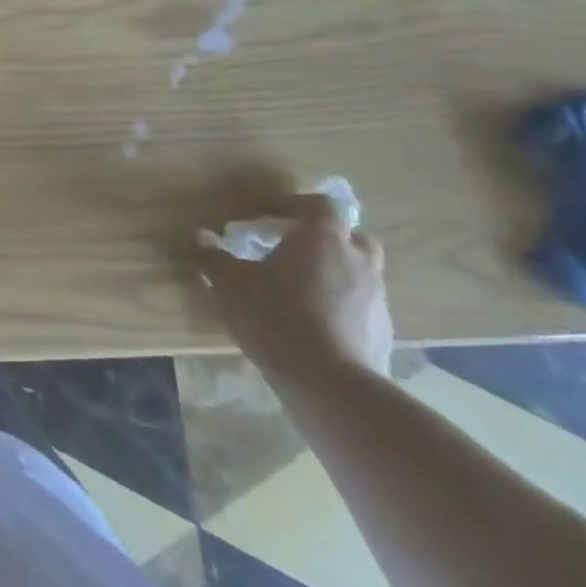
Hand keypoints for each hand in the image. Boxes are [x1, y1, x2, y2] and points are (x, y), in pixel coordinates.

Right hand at [199, 194, 393, 383]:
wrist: (331, 383)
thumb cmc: (275, 316)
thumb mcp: (229, 283)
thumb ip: (214, 256)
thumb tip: (203, 237)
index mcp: (323, 240)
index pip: (320, 205)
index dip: (292, 204)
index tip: (263, 214)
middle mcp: (358, 261)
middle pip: (348, 236)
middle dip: (321, 237)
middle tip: (289, 247)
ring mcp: (376, 297)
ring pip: (356, 270)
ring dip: (330, 270)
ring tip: (296, 286)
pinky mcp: (382, 329)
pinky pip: (359, 302)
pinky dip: (338, 301)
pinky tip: (310, 318)